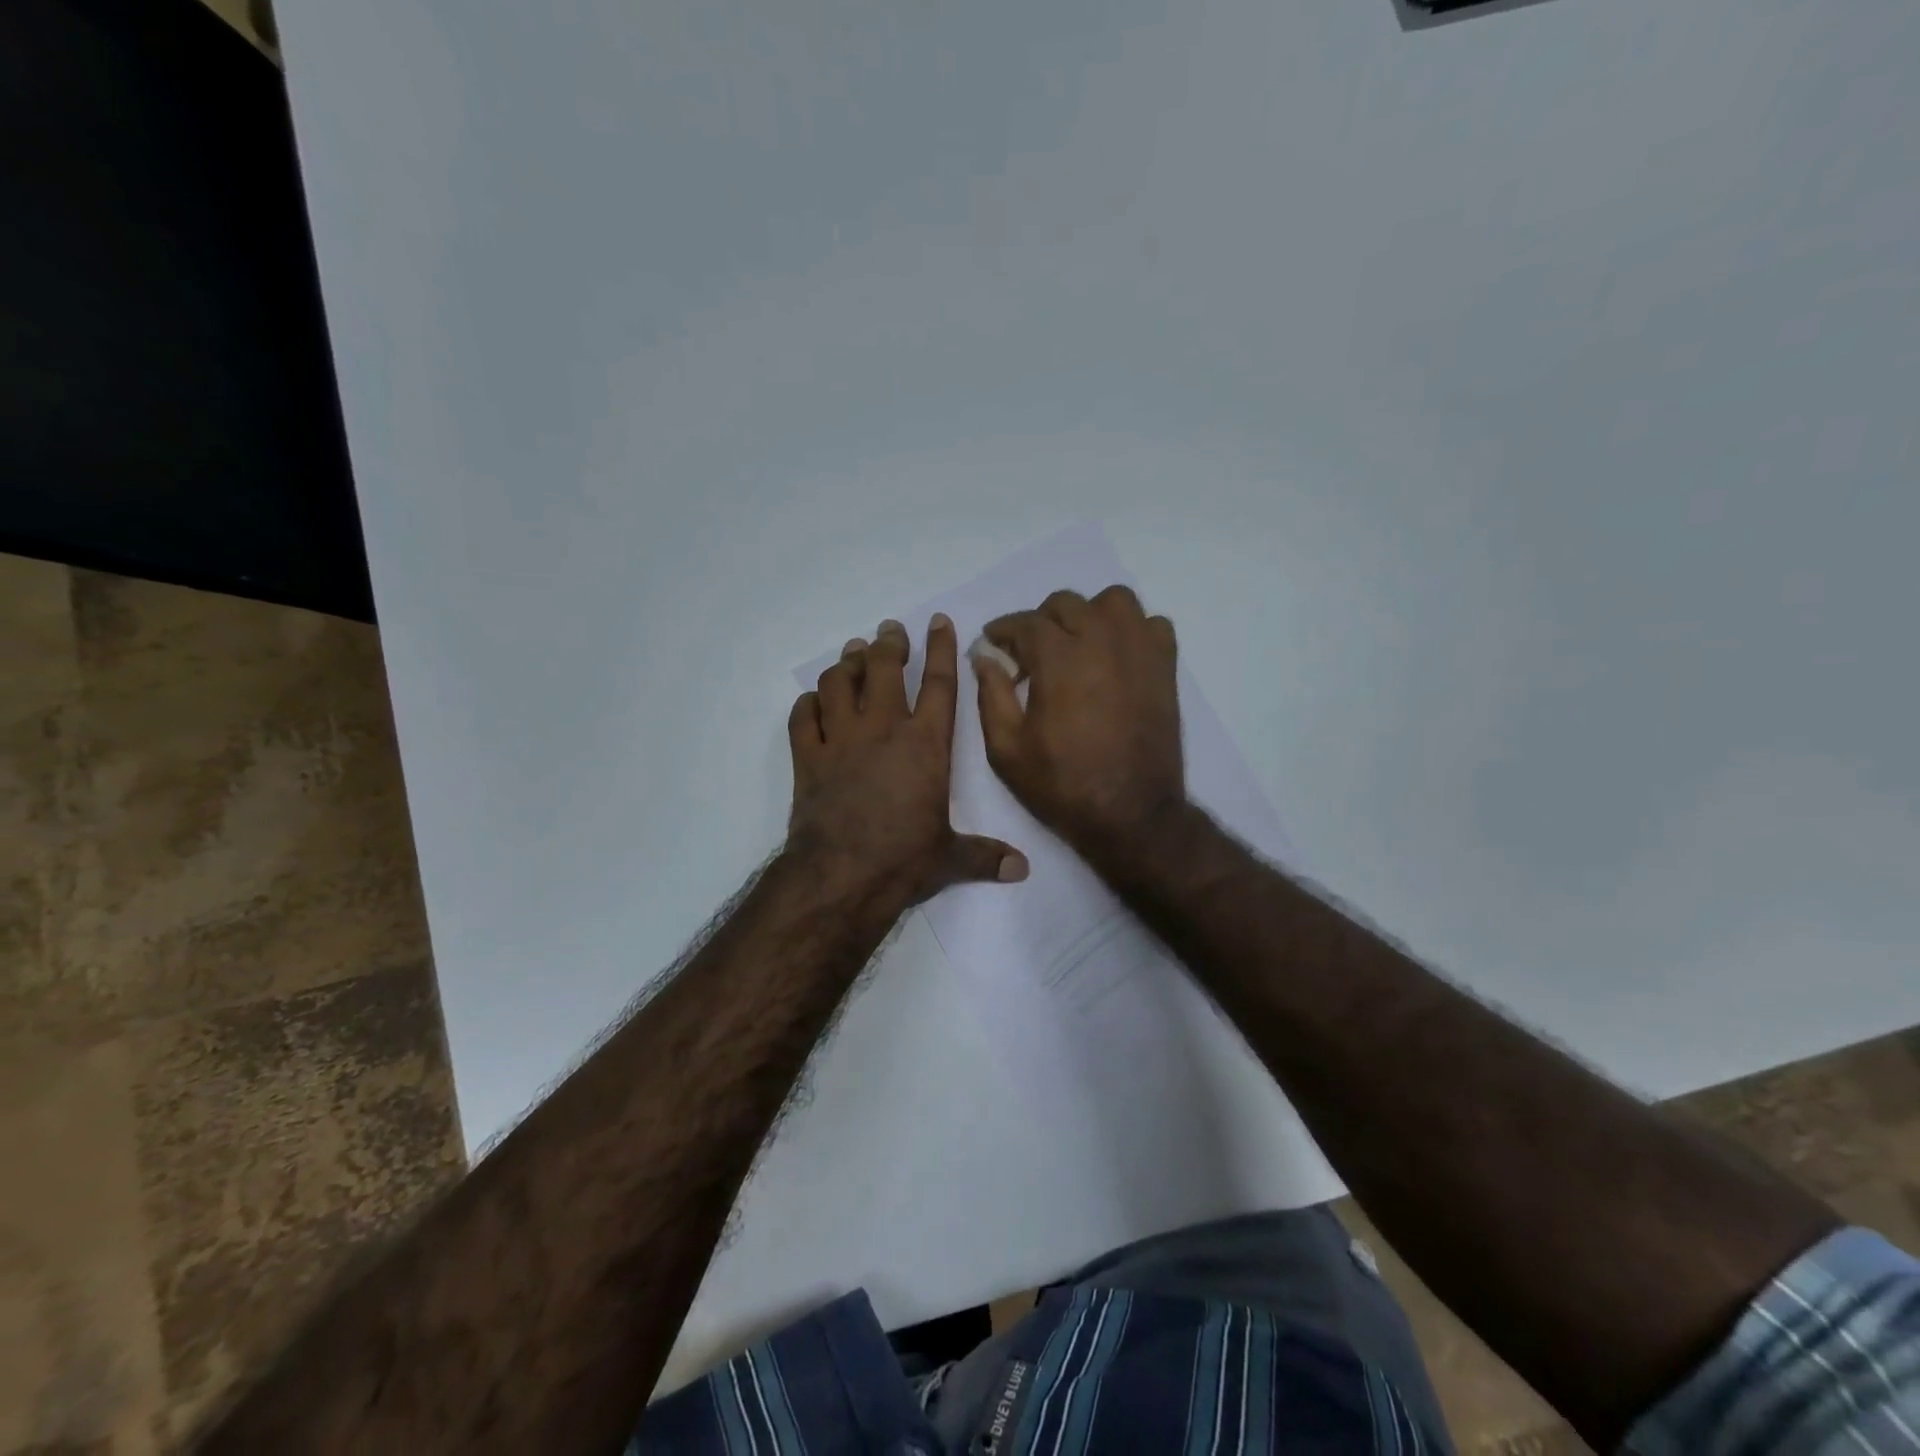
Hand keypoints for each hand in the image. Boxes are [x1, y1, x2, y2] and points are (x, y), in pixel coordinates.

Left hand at [787, 615, 1028, 903]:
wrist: (842, 876)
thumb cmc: (903, 860)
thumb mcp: (951, 858)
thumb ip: (985, 856)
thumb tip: (1022, 871)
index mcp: (926, 744)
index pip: (939, 683)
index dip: (940, 647)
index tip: (937, 621)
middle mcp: (883, 729)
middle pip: (883, 669)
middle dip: (888, 643)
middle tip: (889, 631)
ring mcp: (841, 740)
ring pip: (839, 683)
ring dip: (846, 664)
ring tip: (853, 654)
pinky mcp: (808, 758)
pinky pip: (803, 717)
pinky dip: (807, 703)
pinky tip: (813, 700)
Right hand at [973, 586, 1185, 852]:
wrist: (1130, 813)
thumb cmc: (1062, 784)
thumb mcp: (1006, 748)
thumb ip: (991, 694)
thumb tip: (984, 656)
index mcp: (1058, 658)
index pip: (1024, 622)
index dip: (1002, 630)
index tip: (993, 642)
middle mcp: (1101, 641)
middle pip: (1066, 604)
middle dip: (1040, 622)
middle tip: (1030, 654)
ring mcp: (1139, 651)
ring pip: (1114, 602)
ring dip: (1089, 615)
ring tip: (1078, 646)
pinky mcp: (1165, 667)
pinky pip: (1152, 625)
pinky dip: (1132, 631)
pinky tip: (1117, 657)